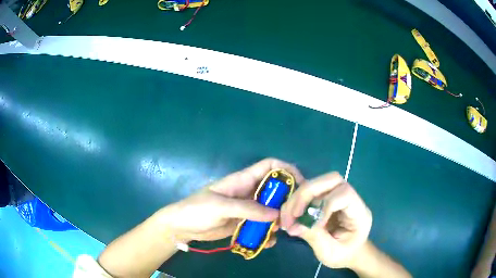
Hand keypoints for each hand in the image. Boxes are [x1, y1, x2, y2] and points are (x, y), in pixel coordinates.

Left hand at [158, 158, 303, 244]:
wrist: (182, 227)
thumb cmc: (196, 210)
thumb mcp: (219, 207)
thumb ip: (247, 209)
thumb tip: (276, 214)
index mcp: (242, 180)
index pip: (269, 166)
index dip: (286, 170)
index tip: (299, 185)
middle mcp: (248, 192)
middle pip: (275, 190)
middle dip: (287, 200)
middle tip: (292, 216)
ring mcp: (248, 209)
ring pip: (272, 209)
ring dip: (279, 219)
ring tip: (281, 231)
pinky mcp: (245, 223)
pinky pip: (262, 225)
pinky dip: (268, 233)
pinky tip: (268, 242)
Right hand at [280, 172, 371, 268]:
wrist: (348, 252)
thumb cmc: (344, 254)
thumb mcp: (331, 253)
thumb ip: (316, 237)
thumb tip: (294, 225)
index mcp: (359, 212)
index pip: (345, 194)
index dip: (324, 205)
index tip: (308, 223)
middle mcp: (350, 197)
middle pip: (331, 179)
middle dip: (307, 194)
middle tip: (292, 215)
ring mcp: (337, 195)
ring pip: (318, 182)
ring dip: (297, 198)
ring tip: (287, 219)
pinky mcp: (325, 197)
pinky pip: (309, 191)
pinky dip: (295, 201)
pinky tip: (288, 216)